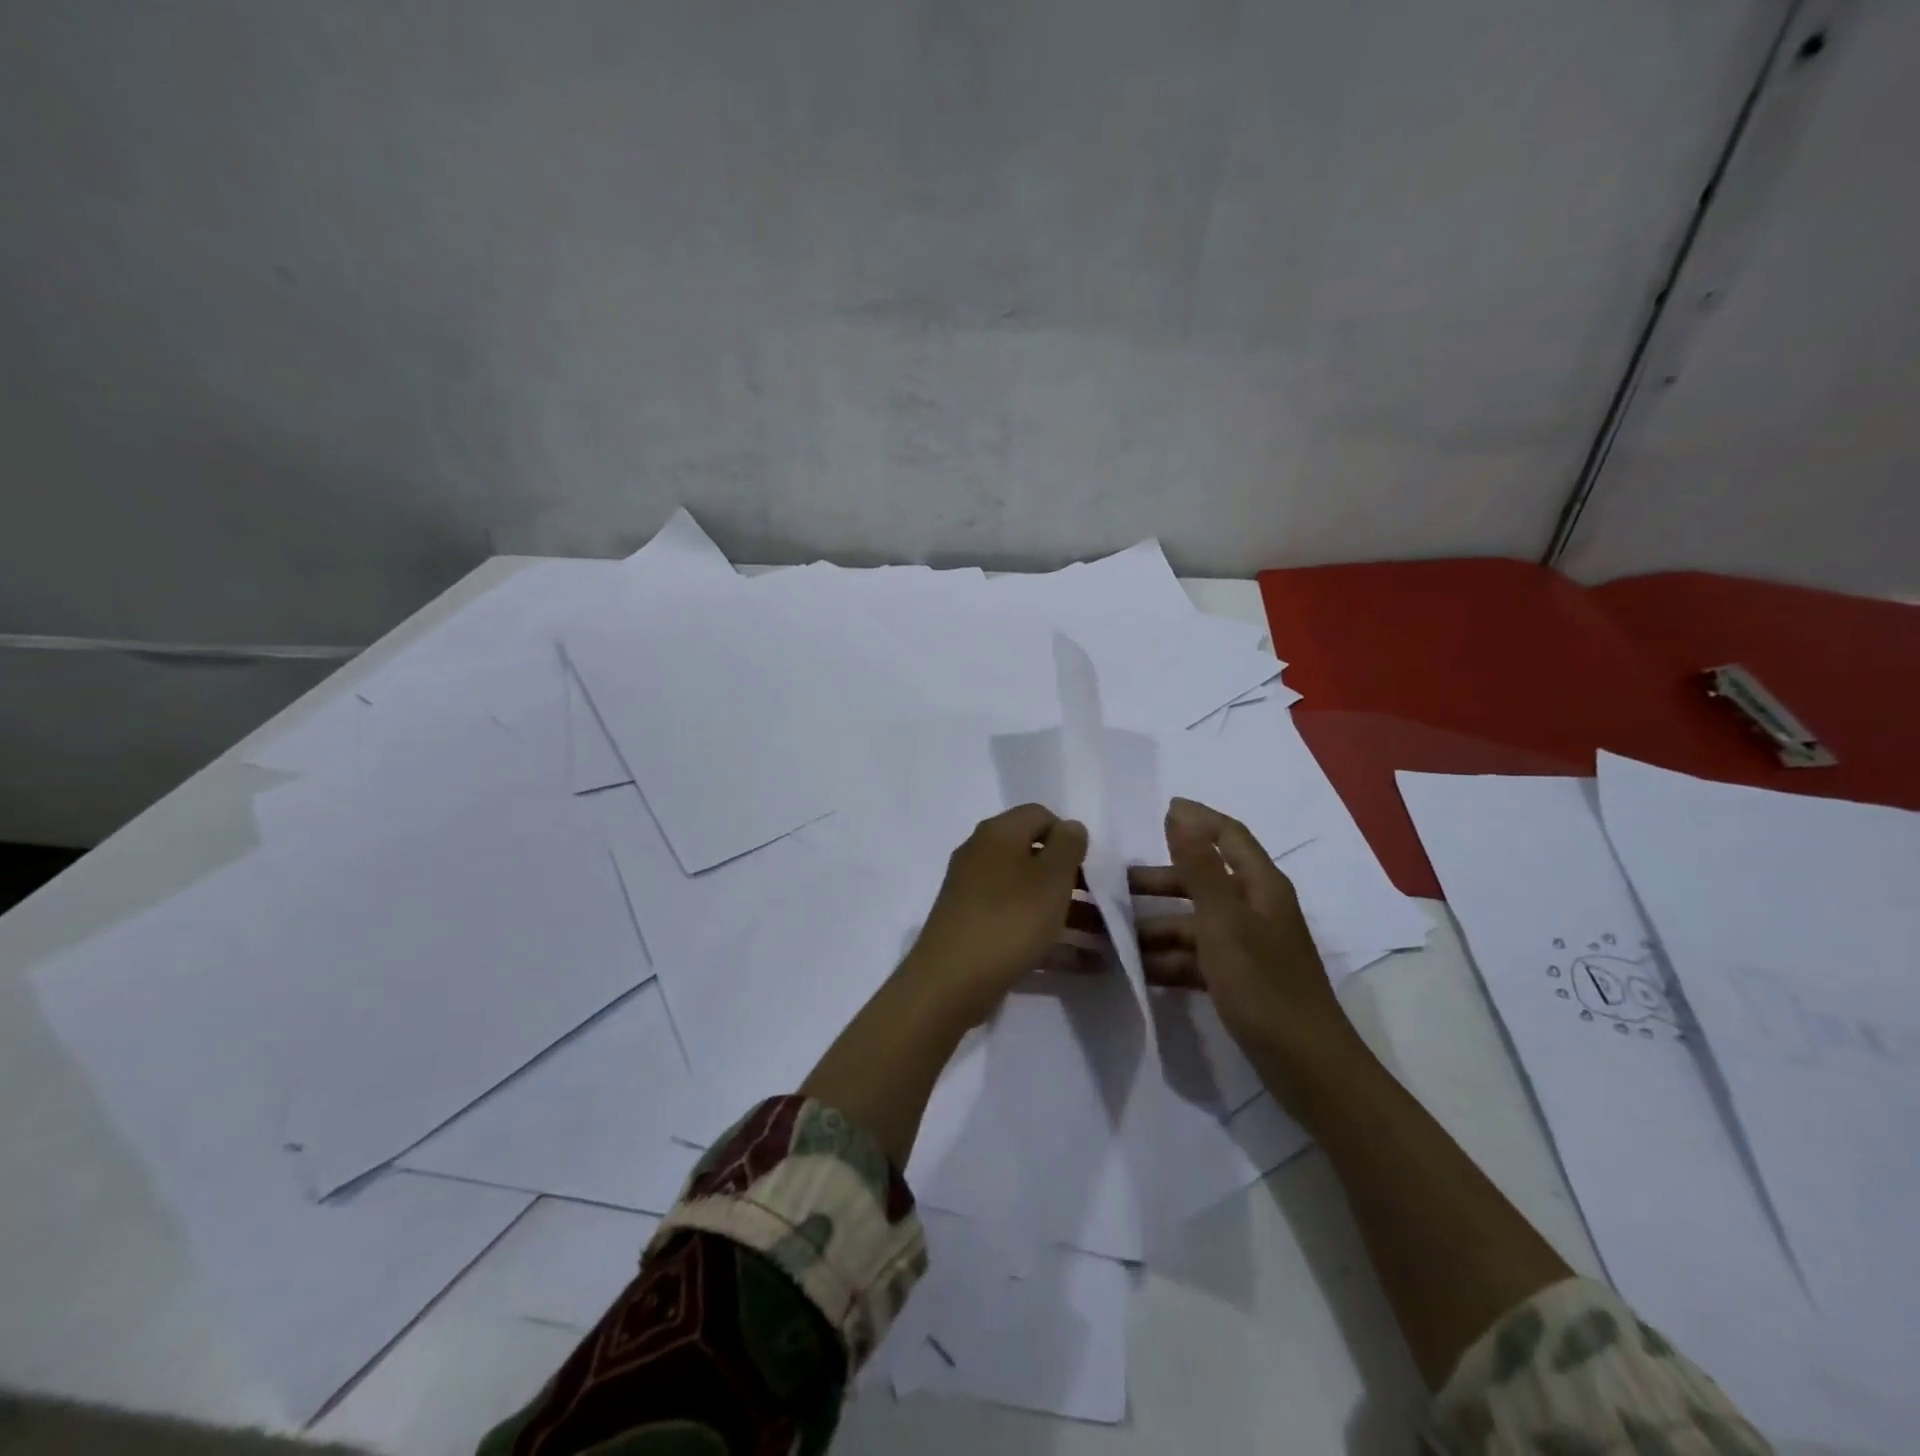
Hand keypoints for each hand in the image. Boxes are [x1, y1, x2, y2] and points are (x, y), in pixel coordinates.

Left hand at [900, 803, 1088, 1025]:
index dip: (1069, 835)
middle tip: (1103, 904)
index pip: (1039, 815)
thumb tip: (1069, 827)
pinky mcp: (975, 930)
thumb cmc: (1009, 919)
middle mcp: (981, 856)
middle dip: (1073, 879)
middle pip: (1035, 857)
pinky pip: (1019, 925)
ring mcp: (975, 894)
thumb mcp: (1050, 878)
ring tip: (1106, 940)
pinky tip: (1083, 963)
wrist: (949, 981)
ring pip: (1030, 895)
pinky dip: (1049, 938)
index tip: (1090, 867)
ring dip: (1068, 913)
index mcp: (997, 834)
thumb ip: (1067, 846)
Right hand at [1130, 798, 1366, 1104]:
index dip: (1198, 818)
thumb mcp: (1224, 922)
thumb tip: (1180, 814)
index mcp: (1261, 887)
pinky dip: (1168, 959)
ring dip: (1156, 926)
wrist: (1307, 1068)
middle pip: (1203, 881)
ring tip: (1112, 935)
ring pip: (1194, 922)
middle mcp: (1256, 909)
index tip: (1161, 807)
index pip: (1229, 836)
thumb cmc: (1264, 985)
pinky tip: (1136, 970)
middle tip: (1115, 885)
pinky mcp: (1239, 979)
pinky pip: (1196, 957)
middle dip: (1161, 881)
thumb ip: (1199, 868)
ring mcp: (1247, 946)